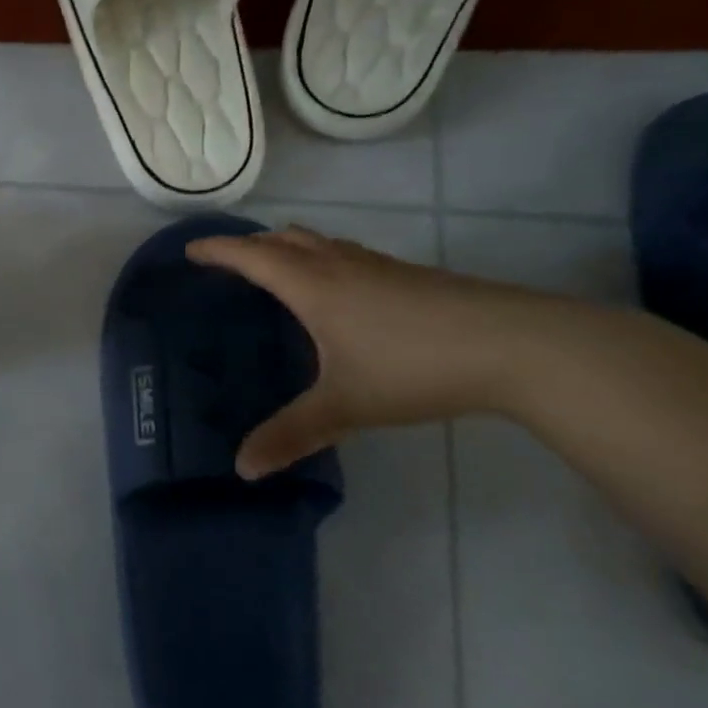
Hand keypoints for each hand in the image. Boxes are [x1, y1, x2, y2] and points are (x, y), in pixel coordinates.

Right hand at [186, 226, 550, 477]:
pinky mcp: (410, 275)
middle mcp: (339, 264)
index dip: (217, 251)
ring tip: (278, 270)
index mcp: (311, 285)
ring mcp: (378, 266)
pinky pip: (347, 255)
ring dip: (289, 248)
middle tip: (230, 262)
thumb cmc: (413, 367)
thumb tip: (242, 468)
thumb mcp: (345, 406)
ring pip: (319, 242)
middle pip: (283, 239)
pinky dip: (323, 259)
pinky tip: (341, 293)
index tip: (190, 251)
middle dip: (251, 245)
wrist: (517, 345)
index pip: (250, 255)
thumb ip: (291, 434)